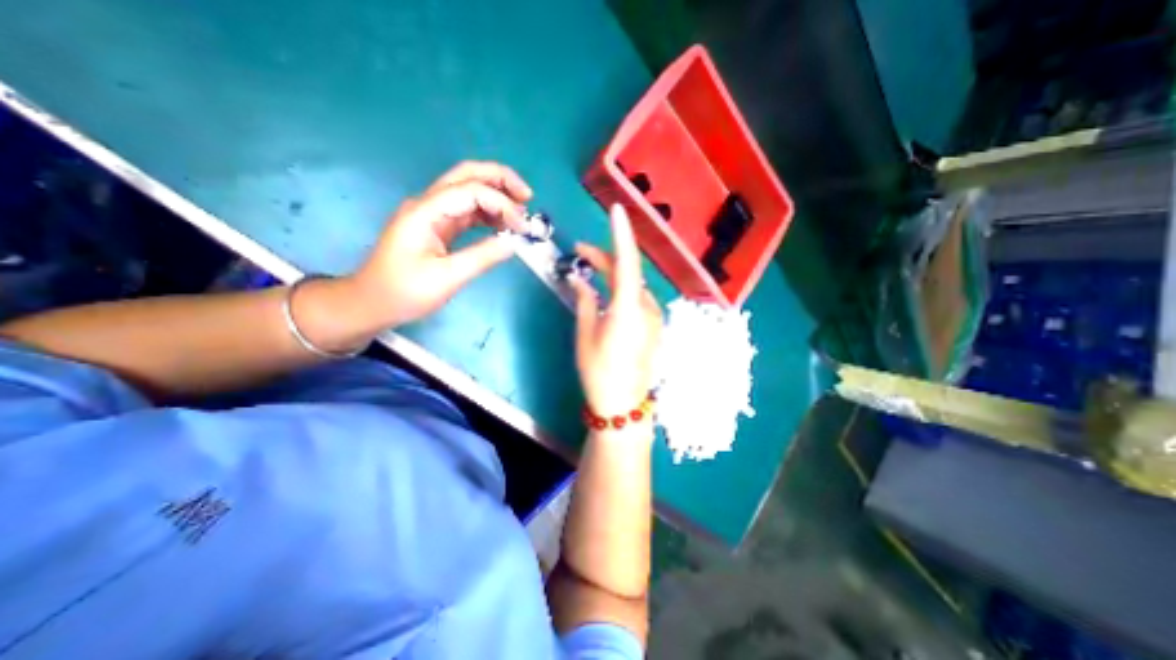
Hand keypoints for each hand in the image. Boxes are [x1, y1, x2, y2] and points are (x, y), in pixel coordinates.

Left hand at [345, 160, 527, 329]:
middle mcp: (428, 204)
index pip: (471, 191)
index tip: (522, 228)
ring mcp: (433, 213)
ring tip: (521, 213)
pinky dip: (488, 213)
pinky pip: (467, 210)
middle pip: (467, 174)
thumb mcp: (447, 278)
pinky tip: (503, 225)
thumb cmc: (405, 292)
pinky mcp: (438, 226)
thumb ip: (482, 257)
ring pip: (468, 189)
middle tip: (528, 196)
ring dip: (496, 195)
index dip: (501, 204)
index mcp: (426, 212)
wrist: (372, 303)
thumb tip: (514, 242)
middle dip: (500, 179)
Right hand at [571, 204, 659, 421]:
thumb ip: (585, 301)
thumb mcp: (585, 334)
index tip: (617, 210)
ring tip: (590, 271)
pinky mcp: (654, 327)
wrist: (624, 405)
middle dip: (606, 257)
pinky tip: (606, 295)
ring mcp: (654, 318)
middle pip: (629, 272)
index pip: (627, 262)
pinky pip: (638, 300)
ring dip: (614, 275)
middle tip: (581, 252)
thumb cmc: (599, 371)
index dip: (622, 234)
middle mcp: (647, 308)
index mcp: (628, 309)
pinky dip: (621, 291)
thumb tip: (579, 278)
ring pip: (633, 286)